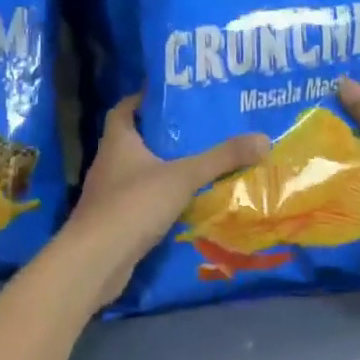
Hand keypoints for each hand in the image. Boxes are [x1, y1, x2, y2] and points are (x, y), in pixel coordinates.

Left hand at [62, 94, 270, 305]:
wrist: (96, 261)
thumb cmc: (134, 205)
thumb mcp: (183, 176)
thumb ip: (222, 158)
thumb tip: (263, 139)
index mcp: (118, 141)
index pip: (124, 109)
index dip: (142, 99)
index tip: (169, 97)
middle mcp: (108, 163)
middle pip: (133, 139)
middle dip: (161, 134)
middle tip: (196, 129)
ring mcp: (108, 194)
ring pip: (137, 171)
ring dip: (161, 168)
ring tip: (196, 163)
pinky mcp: (114, 222)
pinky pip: (139, 200)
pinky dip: (158, 198)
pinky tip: (183, 202)